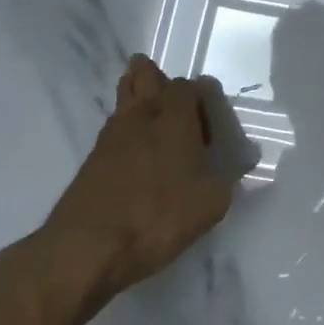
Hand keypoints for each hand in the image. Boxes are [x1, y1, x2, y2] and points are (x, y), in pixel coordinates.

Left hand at [37, 56, 236, 302]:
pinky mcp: (91, 160)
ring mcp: (111, 136)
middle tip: (169, 91)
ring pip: (124, 98)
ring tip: (150, 109)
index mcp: (175, 119)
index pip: (188, 86)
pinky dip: (124, 126)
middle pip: (145, 76)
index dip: (200, 94)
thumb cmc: (158, 217)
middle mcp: (143, 117)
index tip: (210, 115)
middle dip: (156, 76)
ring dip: (135, 94)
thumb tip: (237, 166)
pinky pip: (112, 126)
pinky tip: (133, 147)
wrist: (86, 248)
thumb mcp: (211, 203)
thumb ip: (227, 178)